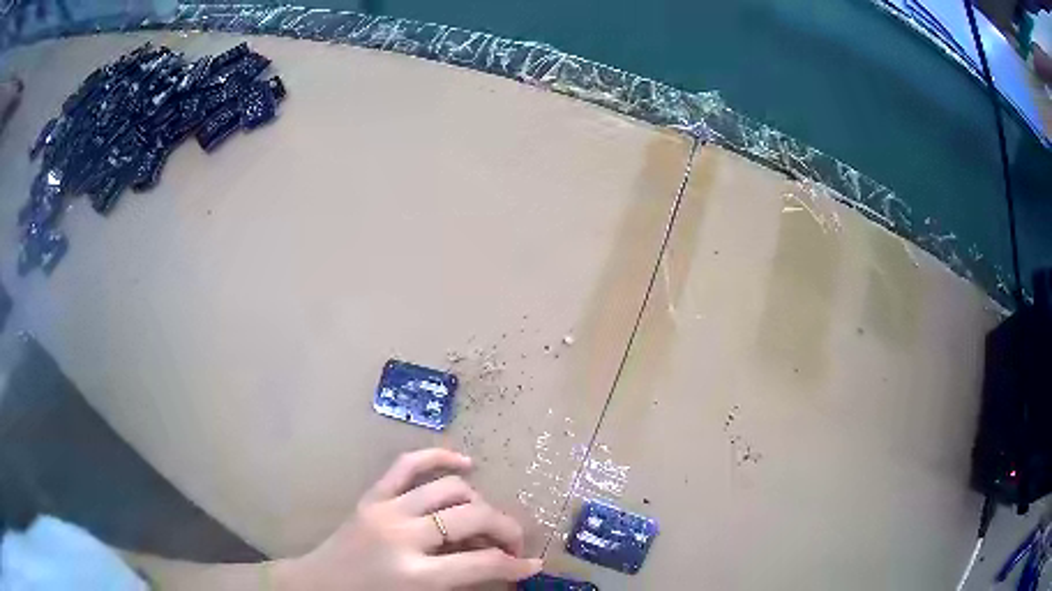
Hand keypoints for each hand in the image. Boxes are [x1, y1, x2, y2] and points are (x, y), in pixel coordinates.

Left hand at [275, 449, 541, 590]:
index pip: (482, 563)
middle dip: (505, 529)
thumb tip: (503, 568)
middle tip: (512, 545)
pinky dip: (439, 458)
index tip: (532, 565)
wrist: (318, 585)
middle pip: (472, 517)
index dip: (515, 564)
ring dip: (479, 503)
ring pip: (449, 489)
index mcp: (415, 575)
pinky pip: (408, 465)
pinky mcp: (371, 496)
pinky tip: (466, 464)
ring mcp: (385, 510)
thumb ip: (462, 582)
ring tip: (486, 521)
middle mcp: (402, 537)